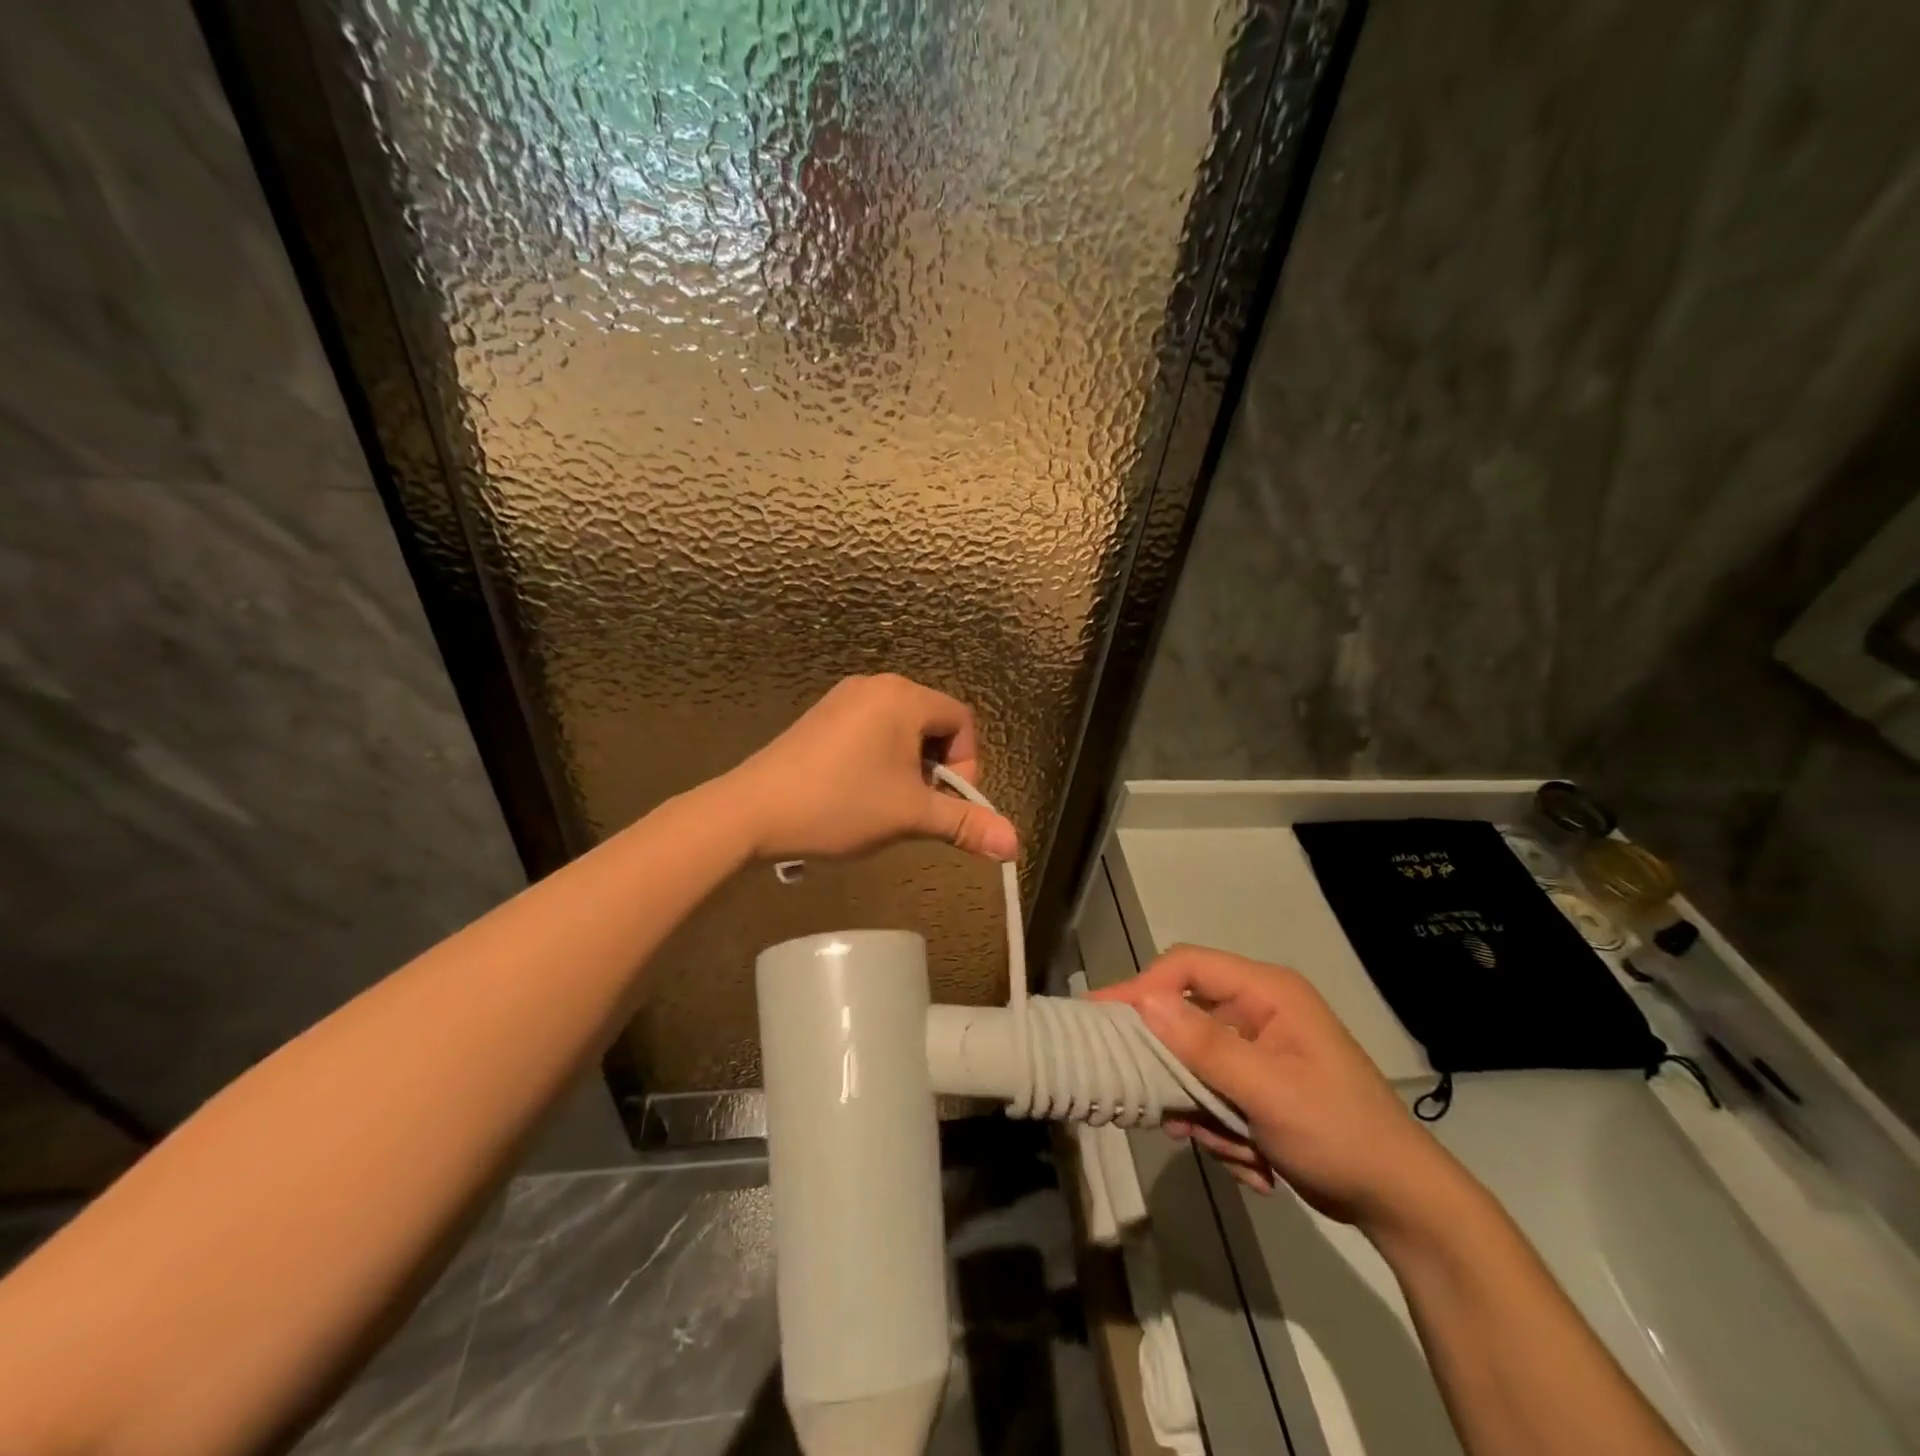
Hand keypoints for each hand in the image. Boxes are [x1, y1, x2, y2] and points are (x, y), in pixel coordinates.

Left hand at [720, 674, 1019, 862]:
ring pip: (901, 730)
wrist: (752, 811)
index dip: (966, 765)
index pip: (962, 721)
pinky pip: (871, 730)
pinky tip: (857, 792)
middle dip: (936, 767)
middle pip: (933, 723)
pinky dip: (880, 759)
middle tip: (916, 806)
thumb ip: (964, 824)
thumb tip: (1014, 845)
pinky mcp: (821, 716)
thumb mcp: (909, 815)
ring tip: (886, 803)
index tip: (944, 802)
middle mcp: (876, 686)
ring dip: (908, 767)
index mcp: (903, 697)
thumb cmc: (840, 805)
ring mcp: (844, 698)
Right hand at [1094, 946, 1462, 1234]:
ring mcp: (1259, 1050)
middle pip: (1185, 1018)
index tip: (1101, 1018)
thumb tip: (1144, 1001)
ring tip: (1234, 1148)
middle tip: (1155, 1103)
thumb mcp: (1268, 1090)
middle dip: (1177, 1071)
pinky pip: (1213, 1096)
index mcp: (1267, 992)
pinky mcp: (1258, 1086)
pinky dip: (1223, 1131)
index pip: (1186, 967)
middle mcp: (1258, 1011)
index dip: (1141, 987)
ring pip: (1195, 1066)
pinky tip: (1254, 1163)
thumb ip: (1204, 1044)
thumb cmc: (1339, 1133)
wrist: (1401, 1204)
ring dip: (1205, 1112)